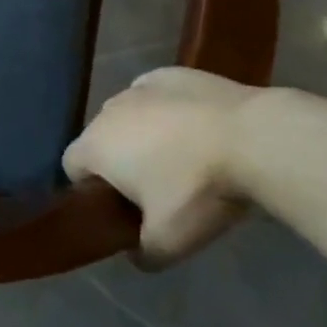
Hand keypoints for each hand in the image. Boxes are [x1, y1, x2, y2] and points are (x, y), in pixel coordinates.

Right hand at [64, 67, 259, 267]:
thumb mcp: (169, 242)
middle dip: (119, 161)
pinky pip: (158, 96)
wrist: (254, 138)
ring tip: (183, 159)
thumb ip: (142, 253)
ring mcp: (141, 86)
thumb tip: (136, 252)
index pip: (72, 167)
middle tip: (155, 191)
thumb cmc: (198, 190)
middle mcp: (109, 109)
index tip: (120, 209)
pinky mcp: (174, 73)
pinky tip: (199, 129)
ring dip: (144, 134)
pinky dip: (169, 112)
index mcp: (96, 146)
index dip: (90, 191)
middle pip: (101, 139)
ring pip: (130, 115)